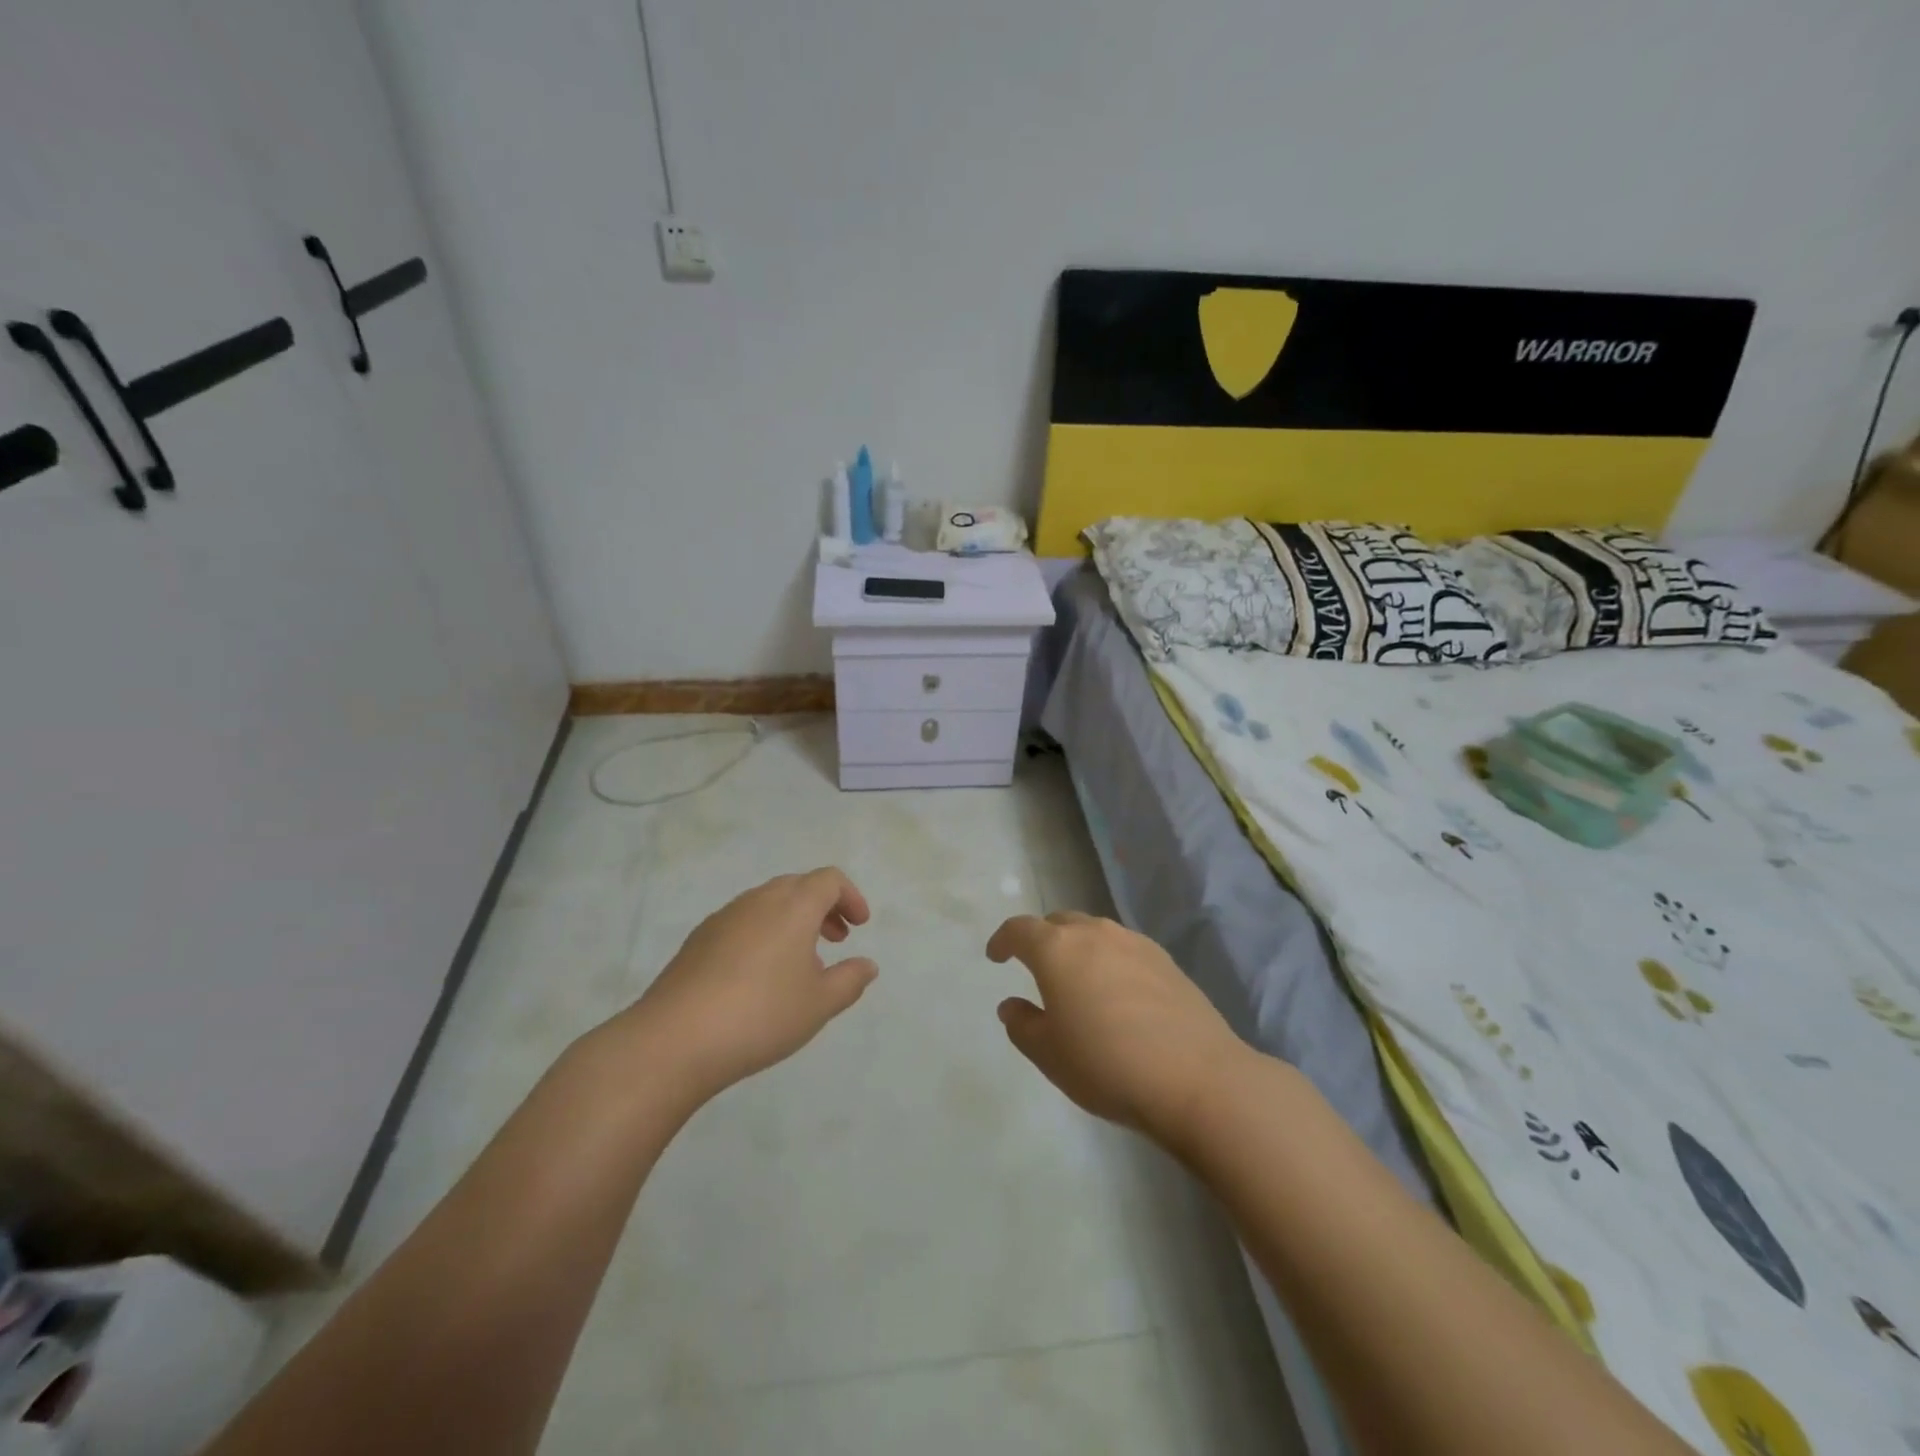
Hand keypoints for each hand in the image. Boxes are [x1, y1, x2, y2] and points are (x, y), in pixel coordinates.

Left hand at [613, 868, 877, 1100]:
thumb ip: (850, 980)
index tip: (859, 927)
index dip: (850, 897)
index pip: (828, 880)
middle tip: (837, 940)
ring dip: (792, 920)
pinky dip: (764, 933)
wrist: (674, 1040)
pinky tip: (759, 976)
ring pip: (768, 903)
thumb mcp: (819, 1004)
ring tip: (800, 963)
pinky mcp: (698, 939)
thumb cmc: (760, 1015)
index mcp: (793, 906)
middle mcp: (758, 900)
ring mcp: (724, 917)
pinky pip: (743, 922)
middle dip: (823, 907)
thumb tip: (867, 965)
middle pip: (798, 885)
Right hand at [986, 912, 1249, 1146]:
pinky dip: (1109, 960)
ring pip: (1094, 932)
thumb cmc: (1107, 1065)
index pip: (1020, 929)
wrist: (1197, 1078)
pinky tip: (1116, 992)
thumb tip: (1012, 1005)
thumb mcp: (1049, 1055)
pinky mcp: (1166, 960)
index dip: (1003, 940)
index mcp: (1057, 949)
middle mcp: (1095, 933)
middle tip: (1035, 967)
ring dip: (1078, 948)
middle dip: (1042, 939)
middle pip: (1059, 923)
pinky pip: (1123, 949)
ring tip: (1077, 979)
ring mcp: (1134, 943)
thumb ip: (1023, 1025)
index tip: (996, 955)